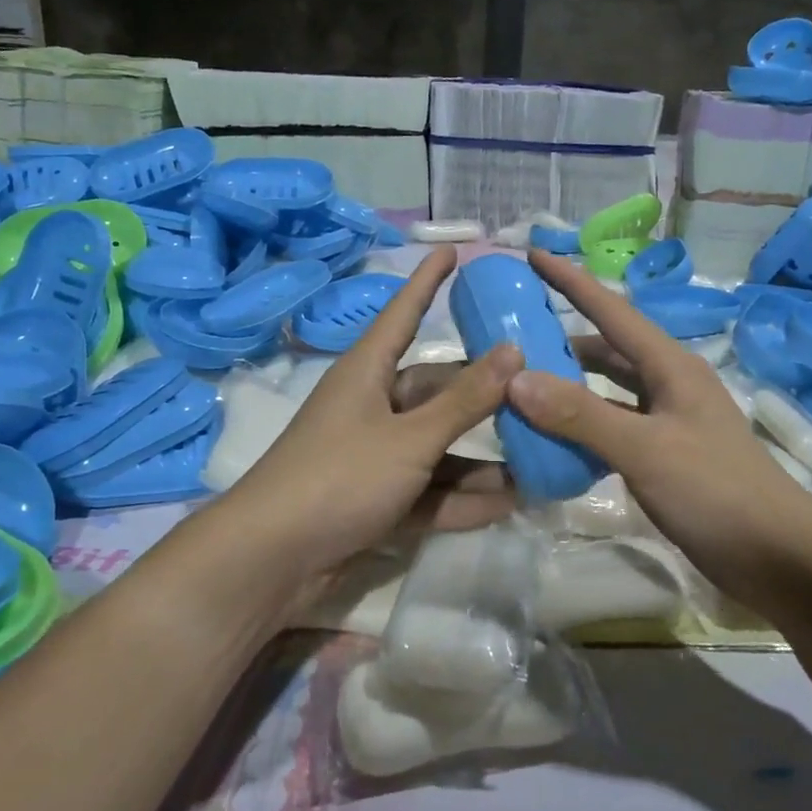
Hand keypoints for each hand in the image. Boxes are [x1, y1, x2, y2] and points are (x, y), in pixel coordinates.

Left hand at [215, 247, 523, 604]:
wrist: (272, 561)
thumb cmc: (339, 477)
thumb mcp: (410, 437)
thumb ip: (464, 401)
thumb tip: (513, 351)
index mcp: (368, 373)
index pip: (404, 312)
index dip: (428, 281)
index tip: (453, 249)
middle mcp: (372, 407)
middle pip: (436, 390)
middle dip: (484, 396)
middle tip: (539, 392)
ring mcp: (374, 456)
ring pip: (439, 447)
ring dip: (482, 458)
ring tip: (539, 457)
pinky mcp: (377, 500)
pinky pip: (429, 490)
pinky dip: (462, 497)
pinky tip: (509, 503)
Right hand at [505, 252, 811, 613]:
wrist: (779, 557)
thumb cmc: (716, 491)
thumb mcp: (645, 450)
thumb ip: (580, 415)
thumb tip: (516, 379)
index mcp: (670, 366)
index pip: (611, 311)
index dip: (571, 281)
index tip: (532, 254)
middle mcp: (669, 384)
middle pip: (607, 348)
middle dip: (562, 337)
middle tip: (512, 333)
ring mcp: (668, 421)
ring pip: (608, 389)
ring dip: (570, 384)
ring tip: (521, 384)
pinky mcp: (664, 455)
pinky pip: (612, 426)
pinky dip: (582, 426)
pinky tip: (553, 438)